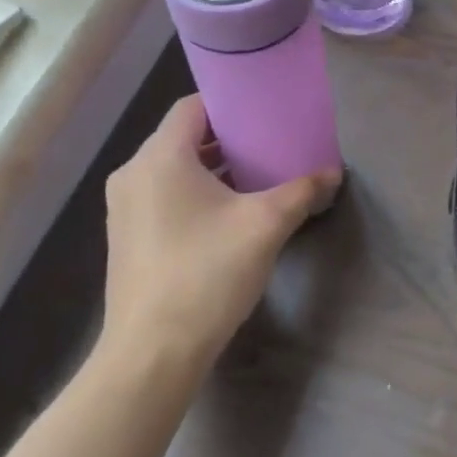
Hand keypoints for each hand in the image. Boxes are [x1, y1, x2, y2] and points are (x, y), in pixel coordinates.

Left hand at [98, 95, 340, 381]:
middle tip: (268, 144)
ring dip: (211, 168)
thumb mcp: (265, 226)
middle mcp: (134, 174)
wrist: (153, 352)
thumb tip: (333, 173)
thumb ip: (301, 191)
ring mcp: (124, 208)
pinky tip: (227, 214)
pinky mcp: (126, 237)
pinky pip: (163, 196)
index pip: (192, 107)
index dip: (229, 104)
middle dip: (226, 139)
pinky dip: (193, 193)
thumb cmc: (207, 274)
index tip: (264, 112)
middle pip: (182, 137)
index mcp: (160, 158)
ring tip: (255, 177)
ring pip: (173, 169)